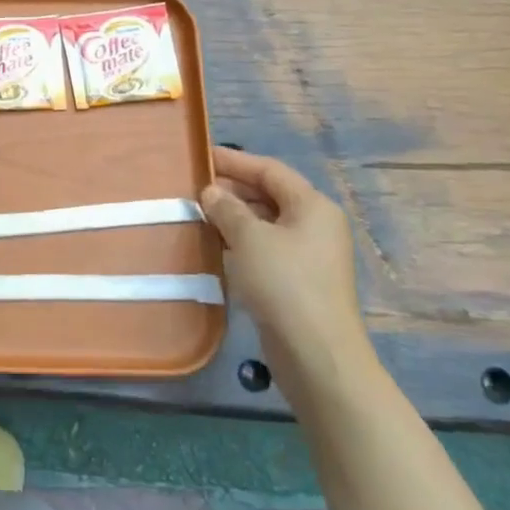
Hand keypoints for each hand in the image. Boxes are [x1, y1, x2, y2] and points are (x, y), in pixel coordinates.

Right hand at [200, 148, 374, 402]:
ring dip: (233, 217)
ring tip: (196, 213)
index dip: (235, 161)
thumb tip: (211, 192)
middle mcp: (315, 225)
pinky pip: (265, 248)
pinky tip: (214, 244)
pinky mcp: (298, 281)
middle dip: (232, 189)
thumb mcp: (249, 238)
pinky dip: (240, 241)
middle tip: (193, 188)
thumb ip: (227, 208)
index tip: (201, 156)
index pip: (269, 170)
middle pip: (269, 195)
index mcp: (312, 206)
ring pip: (265, 223)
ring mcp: (308, 255)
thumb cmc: (284, 283)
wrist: (316, 353)